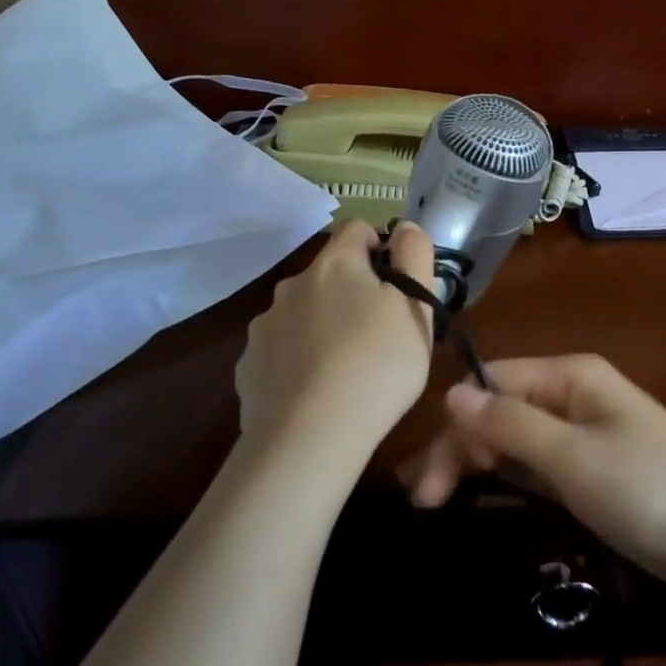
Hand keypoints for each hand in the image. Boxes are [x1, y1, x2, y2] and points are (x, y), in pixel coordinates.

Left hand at [234, 219, 436, 470]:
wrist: (309, 438)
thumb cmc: (377, 366)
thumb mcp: (416, 309)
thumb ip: (415, 256)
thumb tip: (404, 226)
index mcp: (335, 265)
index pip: (357, 229)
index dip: (381, 249)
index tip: (397, 287)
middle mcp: (292, 285)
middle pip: (329, 274)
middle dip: (353, 293)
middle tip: (379, 334)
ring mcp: (264, 326)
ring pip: (302, 312)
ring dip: (323, 325)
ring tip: (345, 369)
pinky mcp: (248, 366)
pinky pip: (281, 350)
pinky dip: (297, 360)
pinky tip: (314, 392)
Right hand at [399, 355, 665, 605]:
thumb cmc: (652, 488)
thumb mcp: (574, 456)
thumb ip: (511, 425)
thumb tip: (451, 393)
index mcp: (569, 376)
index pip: (492, 384)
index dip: (454, 424)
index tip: (423, 477)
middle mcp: (572, 396)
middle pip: (498, 411)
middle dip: (459, 448)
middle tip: (421, 501)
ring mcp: (583, 435)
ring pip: (513, 439)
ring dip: (475, 463)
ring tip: (433, 500)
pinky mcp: (592, 472)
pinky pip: (536, 464)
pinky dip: (506, 476)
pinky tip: (479, 490)